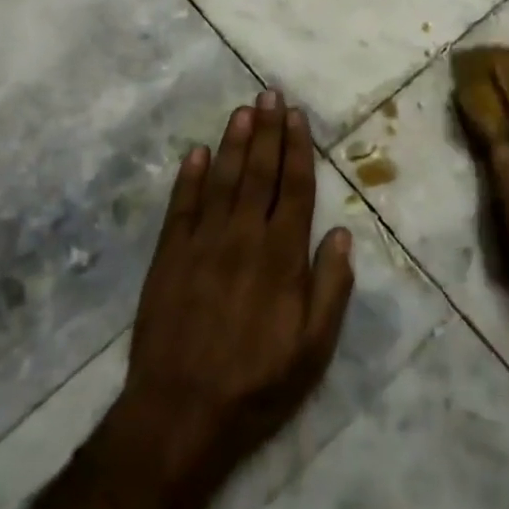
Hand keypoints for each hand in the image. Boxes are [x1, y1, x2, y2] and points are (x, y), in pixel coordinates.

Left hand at [122, 91, 354, 488]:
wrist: (180, 414)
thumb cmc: (257, 384)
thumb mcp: (314, 349)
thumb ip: (331, 288)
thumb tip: (340, 234)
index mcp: (282, 256)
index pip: (294, 188)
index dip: (297, 149)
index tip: (297, 117)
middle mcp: (243, 237)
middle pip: (259, 173)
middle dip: (267, 131)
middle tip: (269, 94)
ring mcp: (202, 244)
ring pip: (222, 180)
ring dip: (233, 143)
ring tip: (242, 110)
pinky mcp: (168, 257)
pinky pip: (181, 207)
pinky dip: (188, 177)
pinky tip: (195, 153)